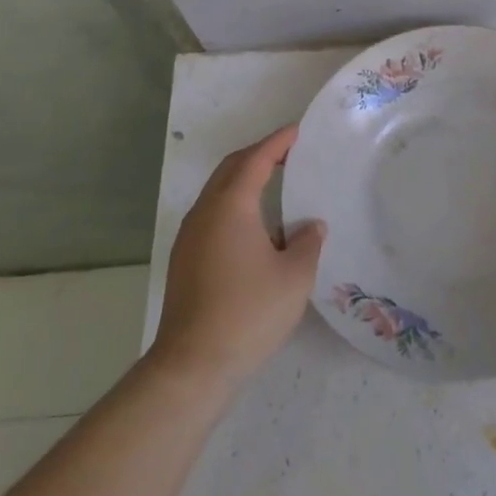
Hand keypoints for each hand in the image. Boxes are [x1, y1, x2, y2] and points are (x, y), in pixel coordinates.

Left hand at [148, 124, 325, 387]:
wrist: (193, 364)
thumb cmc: (249, 312)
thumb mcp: (294, 276)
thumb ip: (307, 242)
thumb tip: (310, 226)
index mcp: (231, 206)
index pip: (255, 160)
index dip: (277, 142)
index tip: (297, 131)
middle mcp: (205, 213)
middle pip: (230, 169)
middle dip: (258, 155)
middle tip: (288, 152)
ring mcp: (190, 237)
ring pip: (218, 192)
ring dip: (244, 180)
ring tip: (275, 184)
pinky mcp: (185, 260)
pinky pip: (213, 215)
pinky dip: (235, 204)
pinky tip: (255, 226)